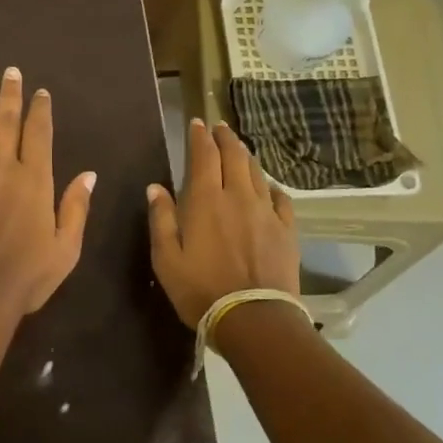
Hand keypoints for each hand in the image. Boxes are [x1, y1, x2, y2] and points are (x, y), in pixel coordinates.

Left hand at [0, 67, 96, 315]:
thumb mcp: (66, 246)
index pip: (38, 135)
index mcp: (34, 180)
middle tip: (10, 73)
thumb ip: (76, 207)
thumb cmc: (27, 274)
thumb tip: (88, 174)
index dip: (40, 111)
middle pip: (6, 123)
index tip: (40, 92)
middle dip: (10, 96)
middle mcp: (1, 169)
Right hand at [147, 119, 299, 328]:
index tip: (196, 123)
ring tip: (239, 148)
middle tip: (219, 127)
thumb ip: (161, 219)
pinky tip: (268, 187)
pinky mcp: (286, 230)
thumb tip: (156, 187)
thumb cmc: (201, 290)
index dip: (199, 136)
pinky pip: (280, 198)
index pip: (204, 155)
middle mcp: (238, 196)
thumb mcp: (166, 259)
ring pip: (257, 172)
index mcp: (206, 200)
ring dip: (246, 156)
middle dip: (225, 137)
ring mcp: (266, 212)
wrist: (254, 319)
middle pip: (234, 155)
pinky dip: (271, 186)